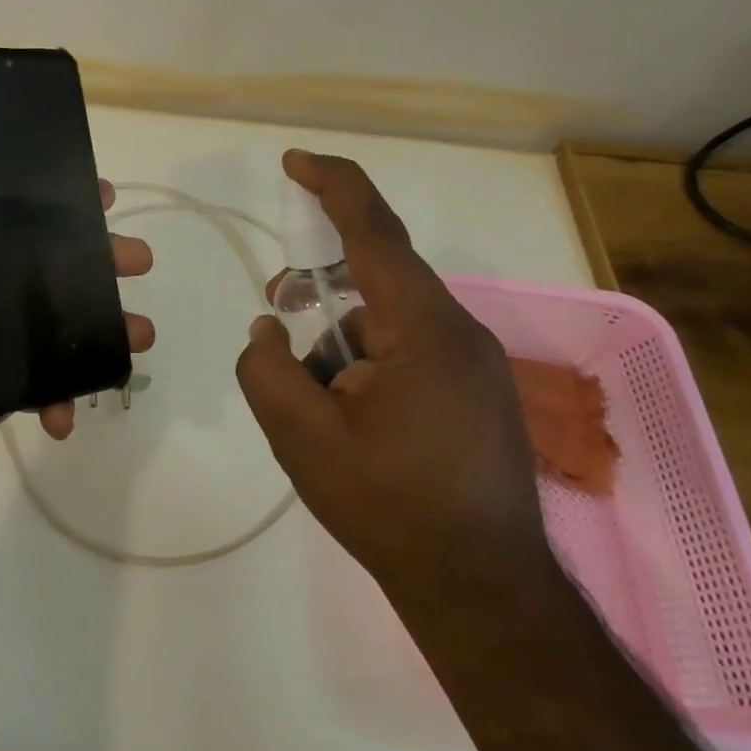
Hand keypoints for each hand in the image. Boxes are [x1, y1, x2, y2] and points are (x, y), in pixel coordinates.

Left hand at [0, 133, 155, 504]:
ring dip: (108, 327)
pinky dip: (68, 392)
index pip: (24, 217)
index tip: (102, 194)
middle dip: (105, 261)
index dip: (64, 203)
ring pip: (69, 321)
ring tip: (141, 334)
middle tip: (140, 260)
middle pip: (59, 266)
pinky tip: (70, 409)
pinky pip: (54, 380)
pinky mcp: (14, 381)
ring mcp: (3, 338)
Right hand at [234, 150, 548, 603]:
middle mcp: (457, 331)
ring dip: (343, 336)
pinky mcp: (478, 392)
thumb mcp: (301, 436)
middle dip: (322, 284)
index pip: (374, 232)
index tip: (295, 161)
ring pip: (390, 318)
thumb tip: (270, 329)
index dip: (333, 185)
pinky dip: (368, 358)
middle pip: (378, 276)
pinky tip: (352, 412)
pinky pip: (411, 347)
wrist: (482, 590)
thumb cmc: (389, 504)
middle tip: (280, 311)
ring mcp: (475, 364)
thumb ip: (267, 367)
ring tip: (316, 393)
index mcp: (421, 328)